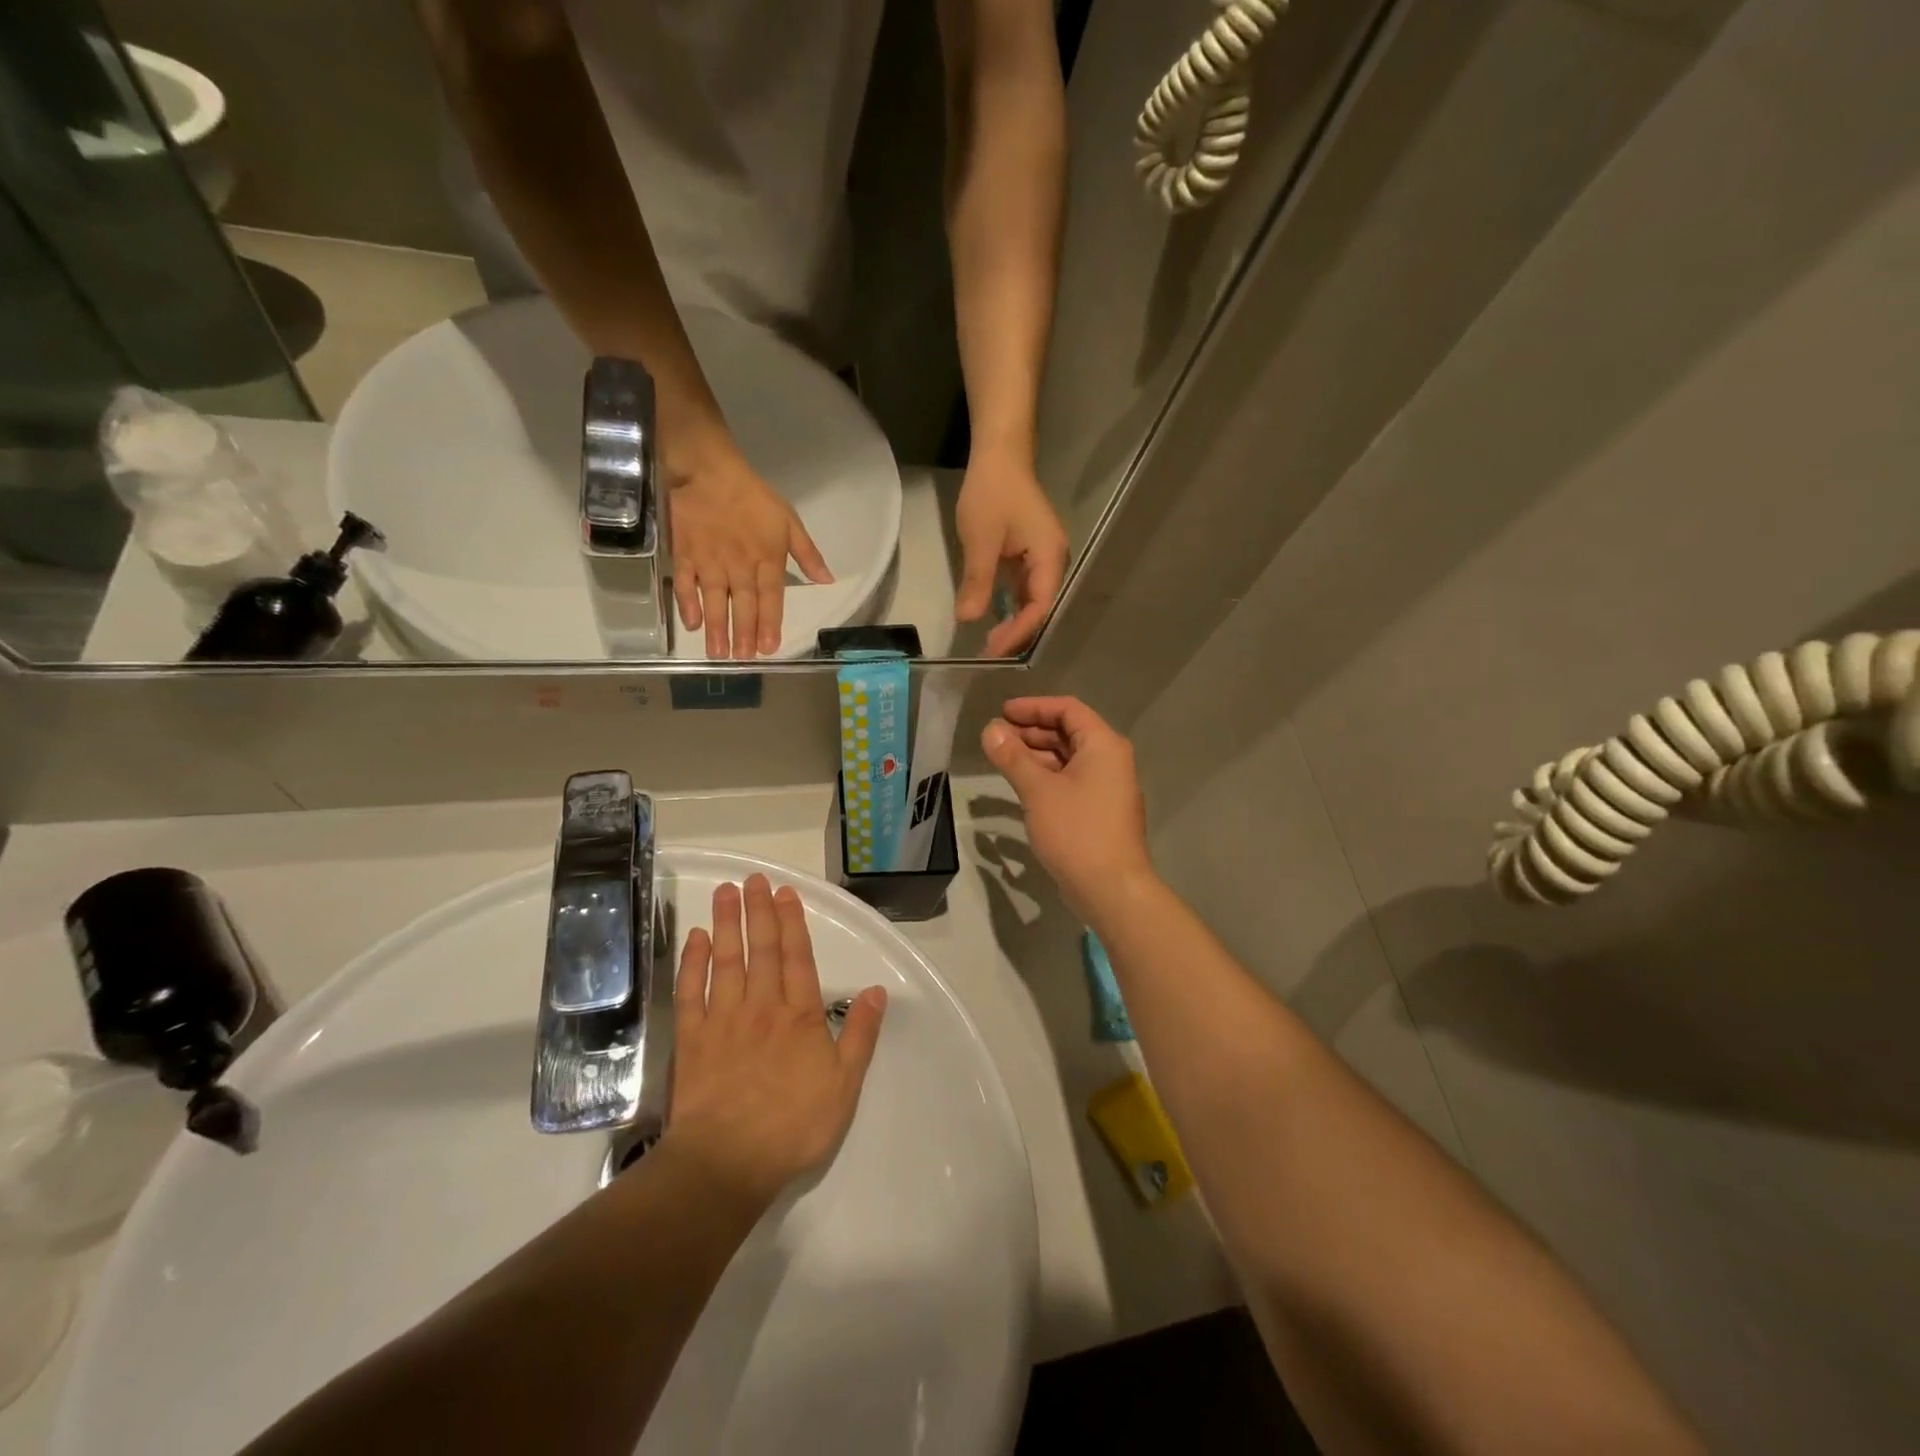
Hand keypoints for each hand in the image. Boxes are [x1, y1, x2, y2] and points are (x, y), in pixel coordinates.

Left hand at [664, 874, 886, 1205]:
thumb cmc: (793, 1126)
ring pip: (726, 960)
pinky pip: (691, 991)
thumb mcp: (844, 1085)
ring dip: (727, 923)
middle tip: (753, 878)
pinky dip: (693, 962)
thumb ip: (861, 1034)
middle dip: (759, 911)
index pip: (798, 957)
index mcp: (800, 1016)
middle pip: (762, 949)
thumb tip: (876, 990)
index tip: (785, 892)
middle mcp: (762, 1006)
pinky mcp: (692, 1039)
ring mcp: (723, 1020)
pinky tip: (695, 938)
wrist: (726, 1163)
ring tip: (726, 892)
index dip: (793, 922)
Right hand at [669, 447, 832, 659]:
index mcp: (767, 559)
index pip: (771, 598)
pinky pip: (686, 584)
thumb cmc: (753, 497)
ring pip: (715, 601)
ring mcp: (711, 562)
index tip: (769, 648)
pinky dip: (688, 604)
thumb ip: (808, 554)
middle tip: (743, 660)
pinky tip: (691, 624)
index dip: (770, 624)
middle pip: (744, 605)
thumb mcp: (789, 522)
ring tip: (719, 653)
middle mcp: (740, 566)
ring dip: (717, 628)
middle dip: (744, 634)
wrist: (709, 471)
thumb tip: (827, 581)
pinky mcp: (686, 555)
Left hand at [955, 457, 1068, 657]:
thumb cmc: (992, 492)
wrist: (1000, 454)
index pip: (1039, 607)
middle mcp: (1054, 561)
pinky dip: (1010, 604)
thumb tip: (968, 621)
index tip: (991, 648)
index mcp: (1050, 558)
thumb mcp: (980, 539)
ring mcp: (1044, 558)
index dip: (1016, 632)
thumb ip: (977, 582)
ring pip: (1032, 600)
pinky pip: (1024, 587)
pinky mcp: (1031, 554)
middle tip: (988, 651)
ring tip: (990, 641)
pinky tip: (993, 616)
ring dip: (1013, 621)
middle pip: (1040, 608)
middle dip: (1016, 632)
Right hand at [980, 697, 1152, 922]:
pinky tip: (1023, 786)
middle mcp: (1110, 760)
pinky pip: (1071, 781)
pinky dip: (1047, 777)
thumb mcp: (1038, 790)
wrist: (1111, 888)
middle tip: (997, 737)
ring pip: (1069, 759)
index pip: (1068, 709)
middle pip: (1069, 732)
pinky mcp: (1100, 811)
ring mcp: (1108, 787)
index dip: (1033, 707)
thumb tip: (990, 730)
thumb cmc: (1076, 831)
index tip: (1002, 713)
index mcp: (1103, 745)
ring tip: (1003, 759)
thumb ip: (1013, 757)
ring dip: (1037, 755)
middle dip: (1032, 731)